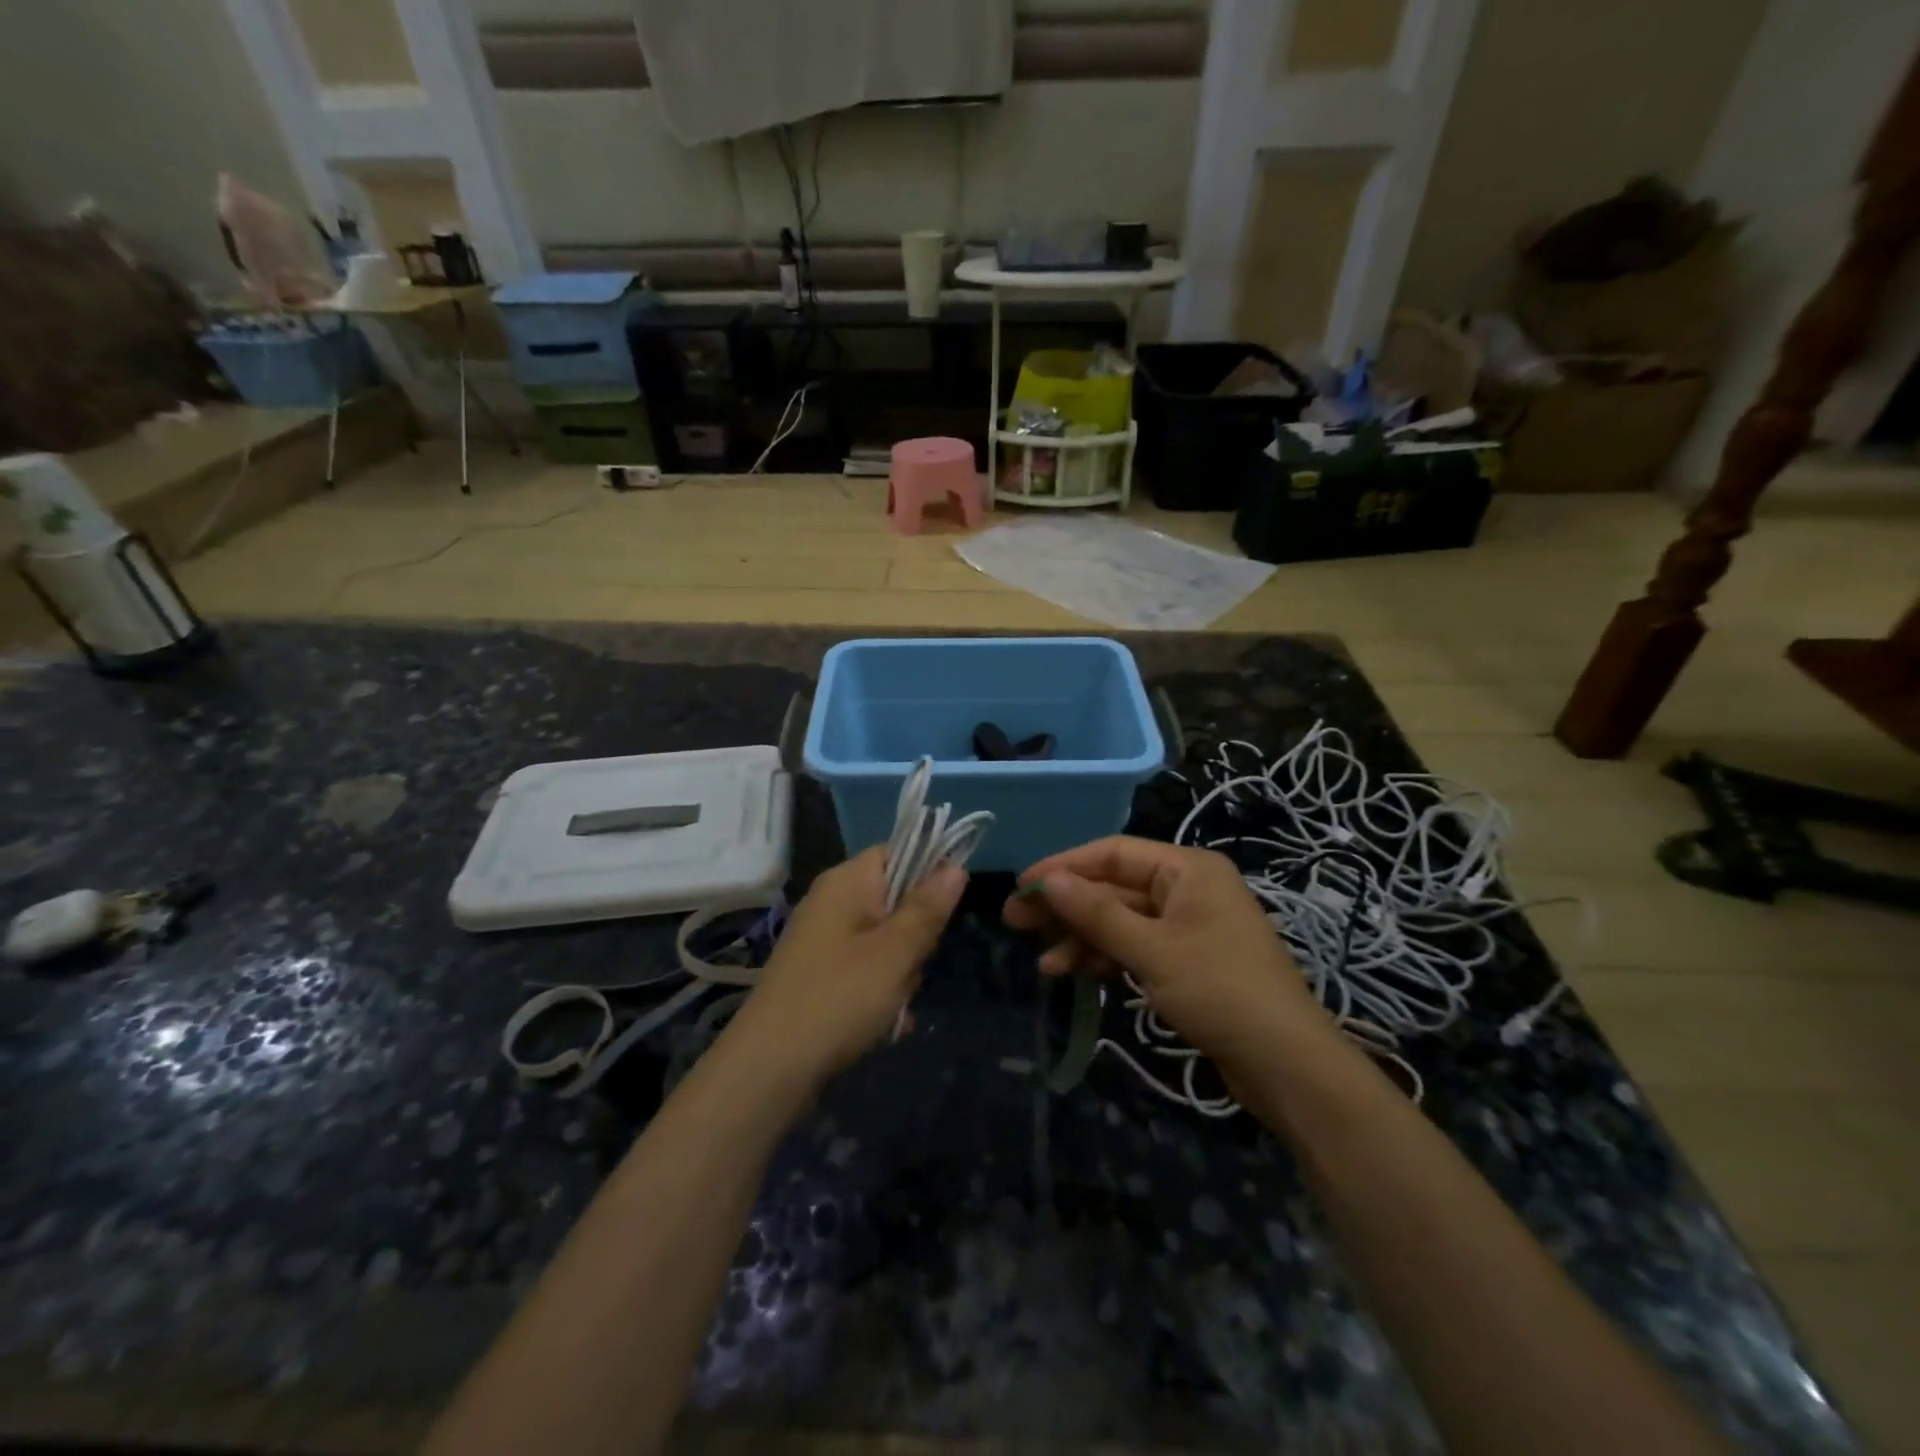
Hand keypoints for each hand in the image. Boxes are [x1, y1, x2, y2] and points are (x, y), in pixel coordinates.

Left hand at [730, 847, 966, 1087]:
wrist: (768, 1069)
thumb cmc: (838, 998)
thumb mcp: (895, 953)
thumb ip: (927, 908)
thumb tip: (954, 866)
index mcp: (845, 882)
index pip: (897, 852)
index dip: (928, 873)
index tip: (944, 912)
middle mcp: (832, 902)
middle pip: (896, 901)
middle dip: (915, 939)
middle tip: (910, 969)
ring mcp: (823, 940)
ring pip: (886, 941)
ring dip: (901, 975)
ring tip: (894, 1007)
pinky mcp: (820, 974)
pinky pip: (866, 970)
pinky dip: (879, 994)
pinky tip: (882, 1025)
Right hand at [1003, 836, 1335, 1076]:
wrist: (1287, 1066)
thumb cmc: (1221, 992)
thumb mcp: (1153, 950)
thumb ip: (1096, 913)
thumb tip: (1046, 881)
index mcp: (1187, 869)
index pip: (1112, 853)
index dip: (1064, 867)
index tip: (1021, 886)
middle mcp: (1187, 889)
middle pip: (1113, 887)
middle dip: (1066, 906)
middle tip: (1015, 922)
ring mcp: (1186, 926)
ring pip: (1119, 920)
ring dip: (1081, 938)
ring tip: (1043, 964)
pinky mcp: (1185, 962)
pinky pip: (1134, 947)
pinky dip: (1104, 958)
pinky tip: (1072, 974)